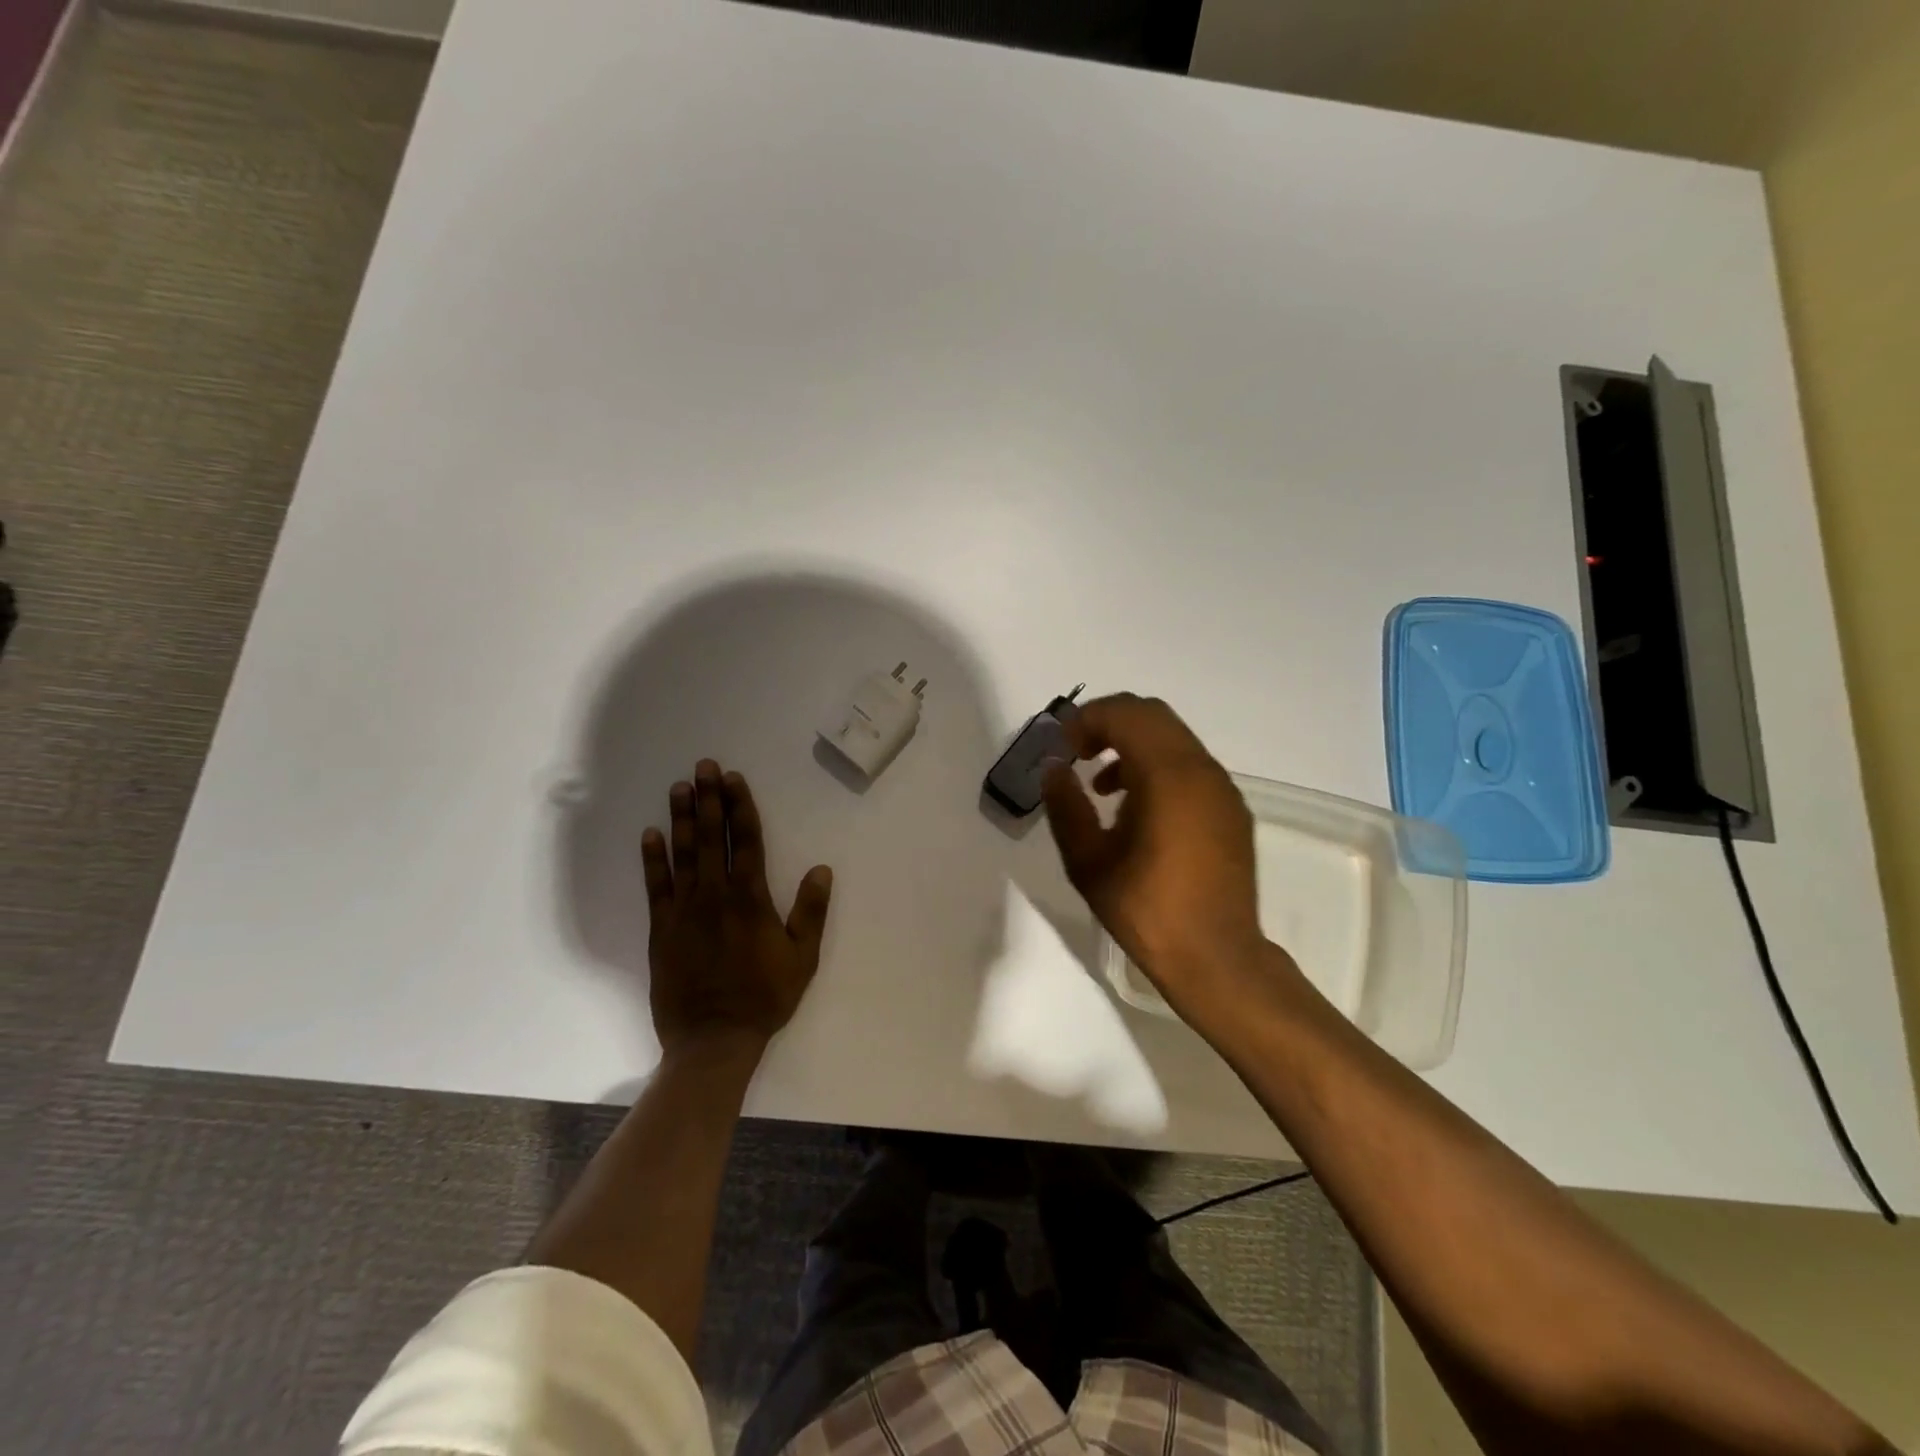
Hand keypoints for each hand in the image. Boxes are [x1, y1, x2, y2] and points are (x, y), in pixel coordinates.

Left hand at [641, 760, 832, 1062]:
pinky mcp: (662, 929)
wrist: (714, 1039)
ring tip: (678, 787)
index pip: (746, 840)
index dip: (740, 807)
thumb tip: (822, 869)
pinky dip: (652, 859)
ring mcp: (684, 910)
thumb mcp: (802, 957)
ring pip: (682, 854)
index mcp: (750, 898)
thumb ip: (811, 912)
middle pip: (711, 837)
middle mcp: (715, 894)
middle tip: (703, 766)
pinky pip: (656, 886)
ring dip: (681, 818)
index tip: (733, 778)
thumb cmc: (764, 996)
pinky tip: (650, 835)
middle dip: (708, 799)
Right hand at [1042, 695, 1283, 1013]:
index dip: (1086, 720)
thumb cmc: (1147, 911)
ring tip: (1101, 786)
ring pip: (1174, 738)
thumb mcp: (1088, 862)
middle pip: (1152, 715)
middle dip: (1108, 724)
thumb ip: (1066, 806)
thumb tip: (1053, 769)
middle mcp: (1202, 770)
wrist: (1217, 959)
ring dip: (1133, 745)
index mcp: (1168, 776)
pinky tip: (1136, 809)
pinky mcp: (1231, 810)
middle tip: (1077, 754)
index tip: (1061, 748)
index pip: (1126, 714)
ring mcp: (1222, 789)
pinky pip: (1190, 766)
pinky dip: (1158, 766)